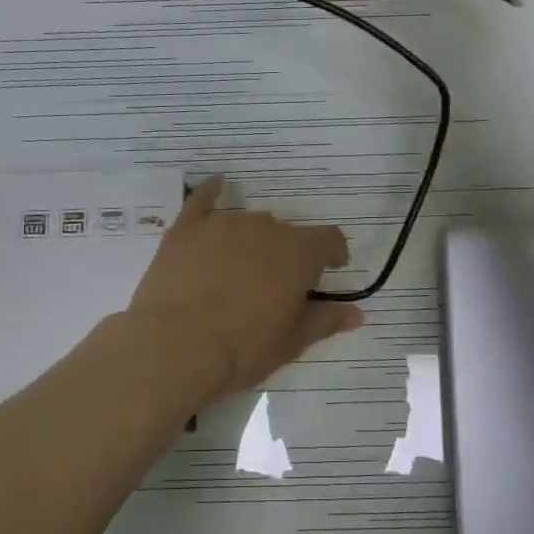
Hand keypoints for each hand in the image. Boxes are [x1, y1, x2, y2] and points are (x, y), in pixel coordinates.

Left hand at [126, 178, 364, 401]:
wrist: (175, 347)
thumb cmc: (242, 349)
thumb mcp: (291, 342)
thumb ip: (325, 321)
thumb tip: (357, 314)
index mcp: (297, 253)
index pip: (329, 239)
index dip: (333, 253)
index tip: (330, 270)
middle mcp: (264, 228)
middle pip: (286, 233)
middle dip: (287, 254)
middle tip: (275, 286)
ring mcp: (222, 224)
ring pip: (248, 223)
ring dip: (253, 240)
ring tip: (241, 268)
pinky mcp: (186, 229)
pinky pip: (202, 200)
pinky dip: (211, 192)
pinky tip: (216, 185)